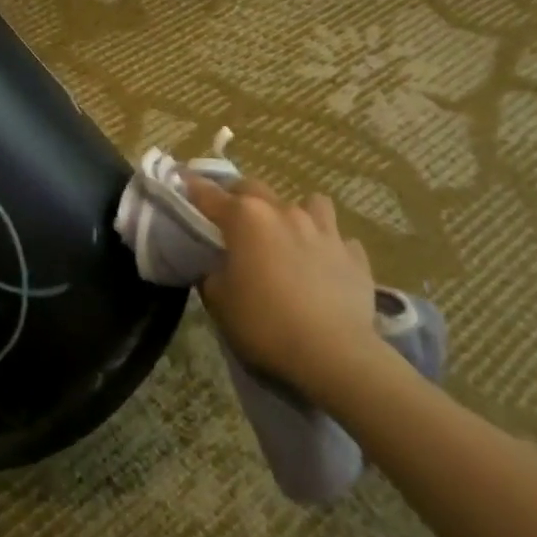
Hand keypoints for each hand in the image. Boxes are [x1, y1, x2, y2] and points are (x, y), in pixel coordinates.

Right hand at [183, 176, 380, 403]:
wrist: (334, 354)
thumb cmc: (265, 323)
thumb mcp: (219, 301)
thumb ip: (213, 273)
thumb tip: (217, 266)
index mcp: (244, 219)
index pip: (208, 194)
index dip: (192, 187)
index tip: (182, 181)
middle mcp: (283, 213)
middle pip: (254, 188)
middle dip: (240, 197)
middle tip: (233, 219)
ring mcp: (324, 231)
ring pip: (311, 203)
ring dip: (296, 213)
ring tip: (289, 236)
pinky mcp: (355, 256)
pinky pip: (340, 240)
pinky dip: (330, 247)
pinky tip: (325, 265)